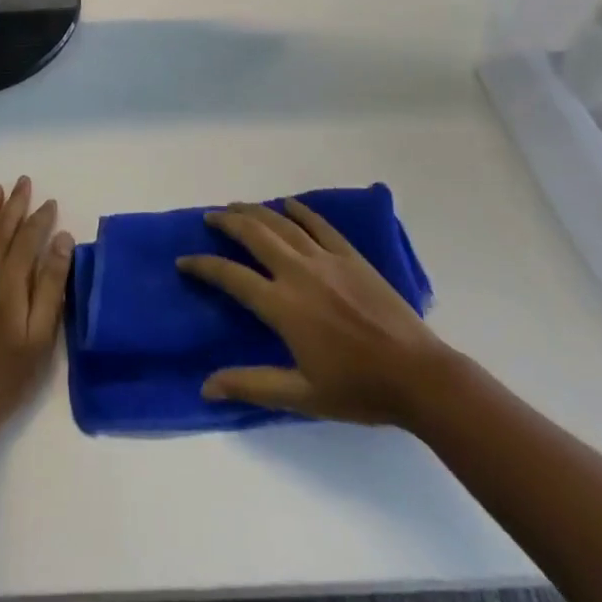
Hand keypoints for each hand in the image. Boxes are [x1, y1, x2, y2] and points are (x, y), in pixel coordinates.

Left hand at [0, 177, 73, 433]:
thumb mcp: (40, 335)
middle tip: (23, 181)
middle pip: (1, 228)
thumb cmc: (6, 374)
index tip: (50, 201)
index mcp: (10, 279)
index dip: (40, 218)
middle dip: (14, 203)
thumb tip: (62, 239)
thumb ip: (51, 284)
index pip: (28, 237)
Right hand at [177, 198, 454, 426]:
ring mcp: (325, 258)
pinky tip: (287, 205)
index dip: (204, 266)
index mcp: (283, 305)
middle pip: (253, 234)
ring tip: (237, 206)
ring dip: (255, 211)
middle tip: (210, 218)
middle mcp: (298, 272)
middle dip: (227, 222)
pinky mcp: (349, 255)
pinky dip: (299, 211)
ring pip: (281, 223)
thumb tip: (206, 387)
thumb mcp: (301, 396)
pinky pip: (318, 224)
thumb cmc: (358, 390)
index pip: (232, 276)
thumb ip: (252, 385)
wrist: (417, 375)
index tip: (184, 261)